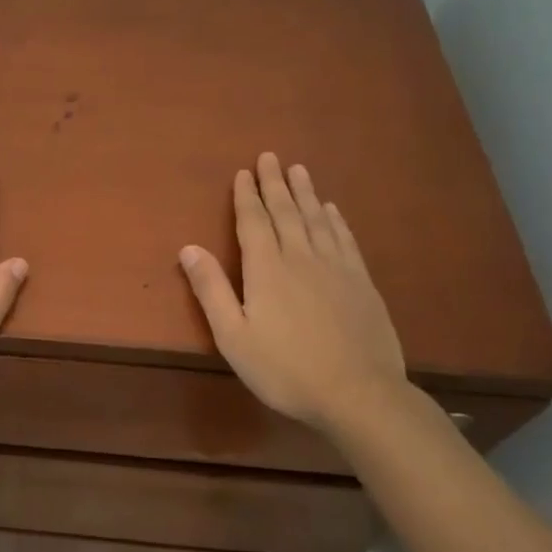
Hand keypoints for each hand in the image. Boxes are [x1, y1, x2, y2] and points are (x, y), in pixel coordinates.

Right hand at [178, 152, 405, 434]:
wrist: (360, 395)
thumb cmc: (286, 369)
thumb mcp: (233, 336)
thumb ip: (211, 289)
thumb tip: (189, 247)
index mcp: (266, 268)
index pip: (253, 222)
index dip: (247, 196)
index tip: (244, 172)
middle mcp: (301, 257)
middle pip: (285, 212)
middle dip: (275, 183)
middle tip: (270, 157)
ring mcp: (336, 268)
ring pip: (316, 219)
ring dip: (305, 193)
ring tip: (299, 170)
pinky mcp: (362, 282)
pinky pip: (345, 239)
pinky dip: (335, 220)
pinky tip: (331, 210)